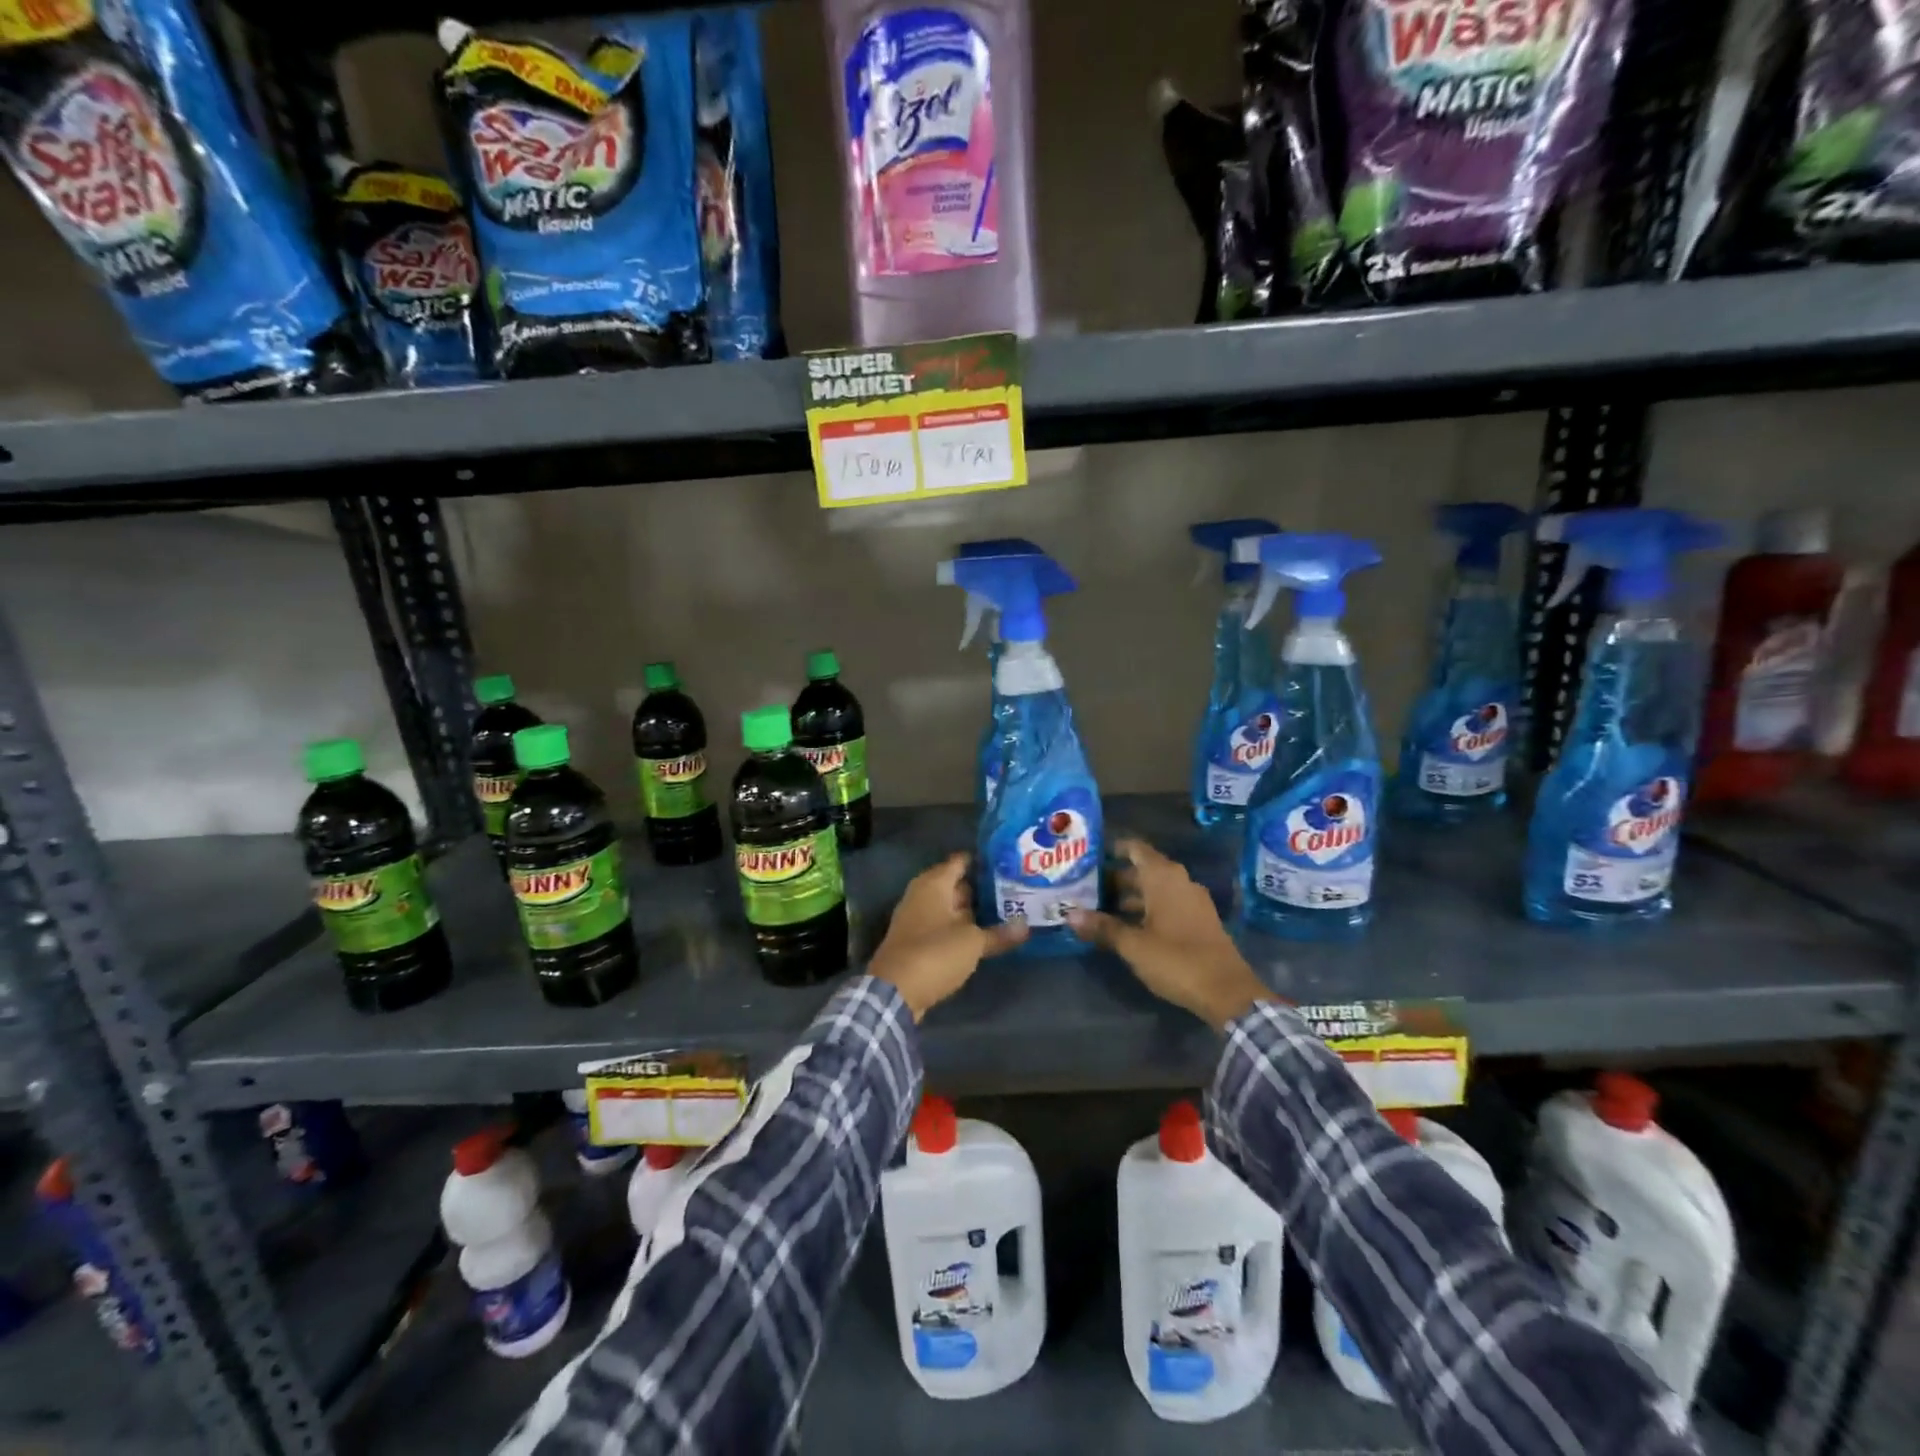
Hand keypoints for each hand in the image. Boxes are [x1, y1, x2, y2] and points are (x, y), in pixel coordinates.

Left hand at [870, 853, 1027, 1020]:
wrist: (894, 990)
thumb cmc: (935, 953)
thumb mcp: (973, 943)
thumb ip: (999, 934)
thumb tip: (1026, 926)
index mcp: (934, 884)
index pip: (960, 861)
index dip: (982, 860)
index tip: (1007, 862)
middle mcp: (922, 895)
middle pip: (955, 884)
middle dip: (980, 887)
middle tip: (1013, 888)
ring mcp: (917, 918)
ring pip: (949, 907)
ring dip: (971, 910)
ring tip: (1004, 910)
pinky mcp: (915, 940)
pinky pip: (942, 925)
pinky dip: (960, 928)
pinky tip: (981, 934)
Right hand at [1067, 837, 1275, 1030]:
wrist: (1227, 991)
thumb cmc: (1176, 959)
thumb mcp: (1133, 945)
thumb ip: (1102, 927)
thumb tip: (1069, 915)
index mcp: (1163, 877)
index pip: (1136, 849)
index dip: (1113, 848)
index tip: (1091, 854)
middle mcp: (1180, 881)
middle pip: (1143, 870)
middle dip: (1116, 878)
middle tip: (1086, 887)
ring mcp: (1193, 901)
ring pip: (1155, 889)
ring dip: (1131, 896)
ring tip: (1101, 908)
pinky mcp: (1200, 921)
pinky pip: (1168, 904)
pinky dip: (1147, 909)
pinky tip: (1128, 927)